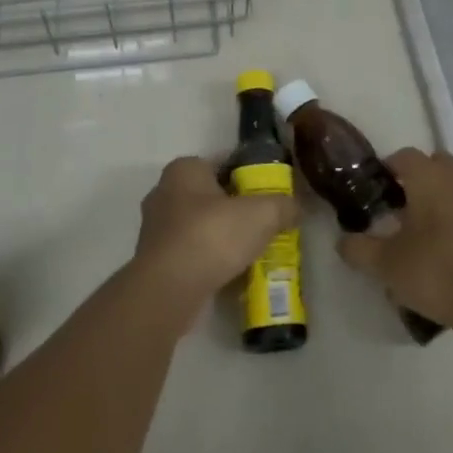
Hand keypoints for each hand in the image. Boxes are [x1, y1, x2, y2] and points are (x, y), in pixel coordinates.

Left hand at [132, 156, 298, 304]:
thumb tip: (297, 208)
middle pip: (212, 195)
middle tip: (266, 223)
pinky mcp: (156, 260)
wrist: (169, 290)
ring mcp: (156, 228)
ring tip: (253, 251)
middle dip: (237, 208)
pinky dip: (210, 260)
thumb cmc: (212, 236)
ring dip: (223, 236)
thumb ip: (283, 206)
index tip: (271, 193)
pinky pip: (192, 252)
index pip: (224, 162)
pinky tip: (232, 273)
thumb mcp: (262, 214)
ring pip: (201, 225)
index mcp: (184, 169)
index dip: (250, 175)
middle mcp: (165, 192)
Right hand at [337, 149, 452, 341]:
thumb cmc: (438, 273)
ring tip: (423, 228)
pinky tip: (449, 244)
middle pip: (433, 164)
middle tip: (398, 209)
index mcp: (429, 177)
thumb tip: (343, 241)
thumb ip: (359, 249)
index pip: (403, 156)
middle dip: (415, 180)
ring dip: (439, 195)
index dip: (386, 170)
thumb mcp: (387, 266)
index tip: (374, 194)